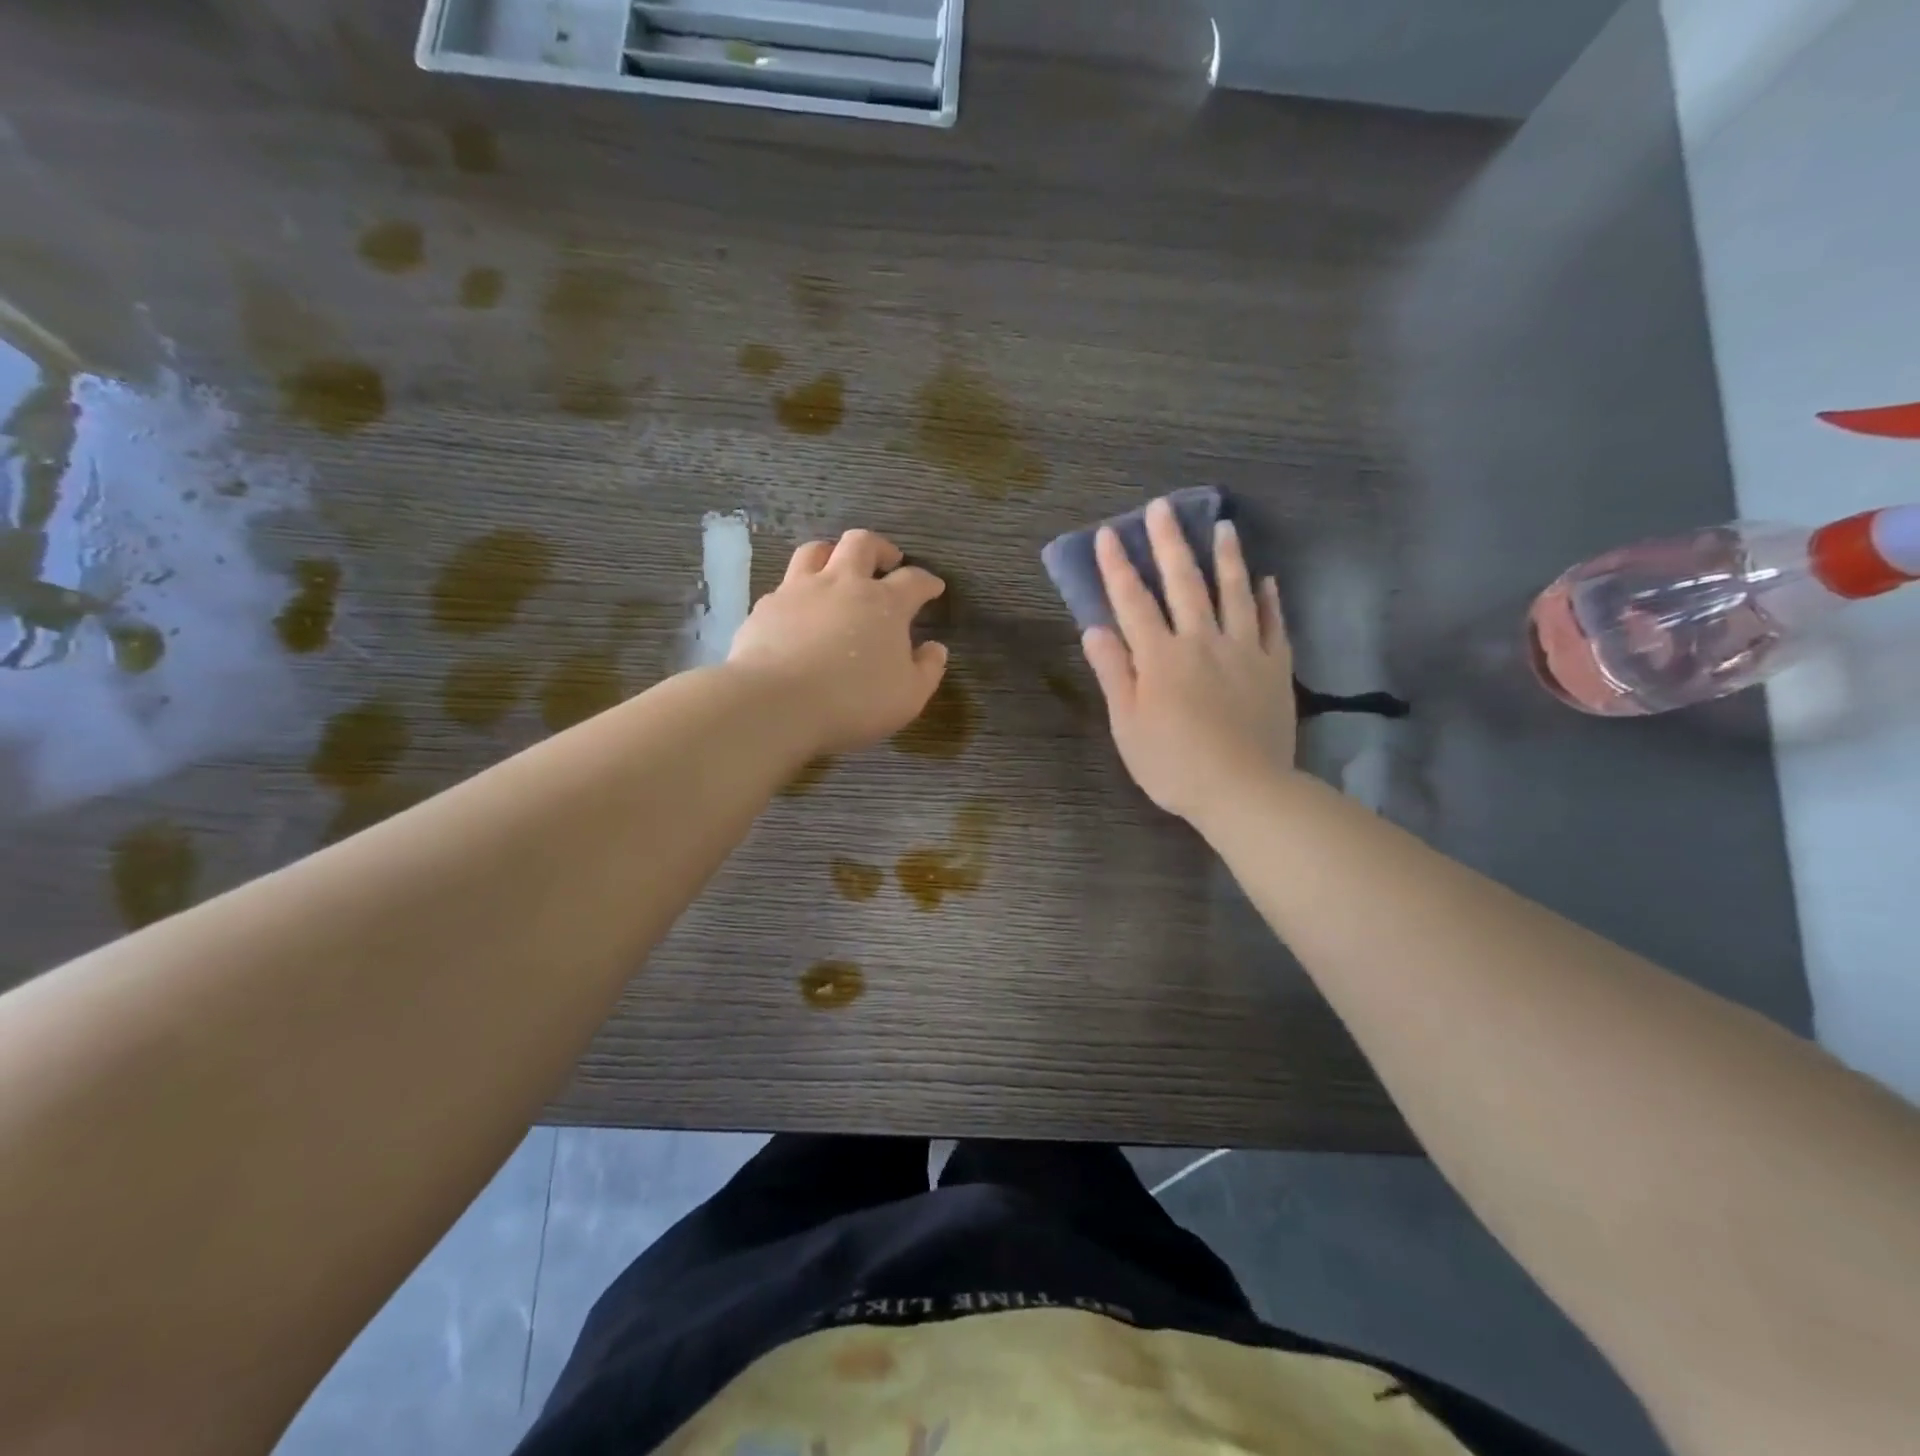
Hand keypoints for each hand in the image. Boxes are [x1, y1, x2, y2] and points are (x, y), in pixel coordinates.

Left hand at [727, 530, 948, 752]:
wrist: (776, 703)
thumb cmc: (853, 701)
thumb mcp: (908, 697)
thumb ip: (927, 670)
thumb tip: (935, 648)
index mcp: (884, 603)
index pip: (913, 580)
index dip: (927, 582)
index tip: (934, 588)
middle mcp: (842, 584)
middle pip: (862, 544)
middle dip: (880, 548)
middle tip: (888, 562)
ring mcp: (799, 590)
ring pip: (816, 551)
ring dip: (833, 554)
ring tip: (838, 570)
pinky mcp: (766, 607)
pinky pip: (785, 586)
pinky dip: (799, 592)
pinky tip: (799, 612)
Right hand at [1081, 497, 1295, 823]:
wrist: (1243, 790)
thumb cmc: (1173, 763)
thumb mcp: (1128, 724)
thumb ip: (1114, 672)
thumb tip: (1094, 628)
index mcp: (1160, 656)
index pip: (1133, 601)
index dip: (1118, 566)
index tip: (1109, 533)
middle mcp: (1202, 641)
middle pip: (1184, 583)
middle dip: (1170, 543)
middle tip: (1163, 507)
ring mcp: (1244, 651)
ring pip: (1235, 593)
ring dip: (1226, 557)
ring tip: (1224, 525)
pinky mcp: (1275, 668)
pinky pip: (1273, 624)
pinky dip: (1270, 599)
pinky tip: (1268, 580)